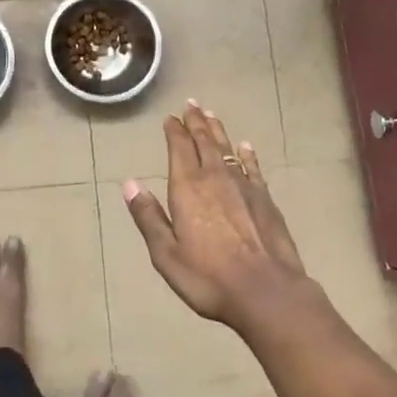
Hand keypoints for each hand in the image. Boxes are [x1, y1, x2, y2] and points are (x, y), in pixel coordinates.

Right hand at [122, 102, 313, 329]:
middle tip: (191, 104)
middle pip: (204, 141)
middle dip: (196, 122)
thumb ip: (148, 217)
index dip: (174, 130)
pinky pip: (252, 167)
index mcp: (187, 188)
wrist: (266, 292)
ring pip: (227, 149)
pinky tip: (245, 146)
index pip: (179, 148)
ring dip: (217, 131)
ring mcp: (243, 186)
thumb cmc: (208, 278)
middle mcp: (215, 178)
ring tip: (211, 115)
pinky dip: (246, 154)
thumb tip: (129, 183)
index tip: (170, 117)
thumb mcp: (166, 253)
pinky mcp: (265, 199)